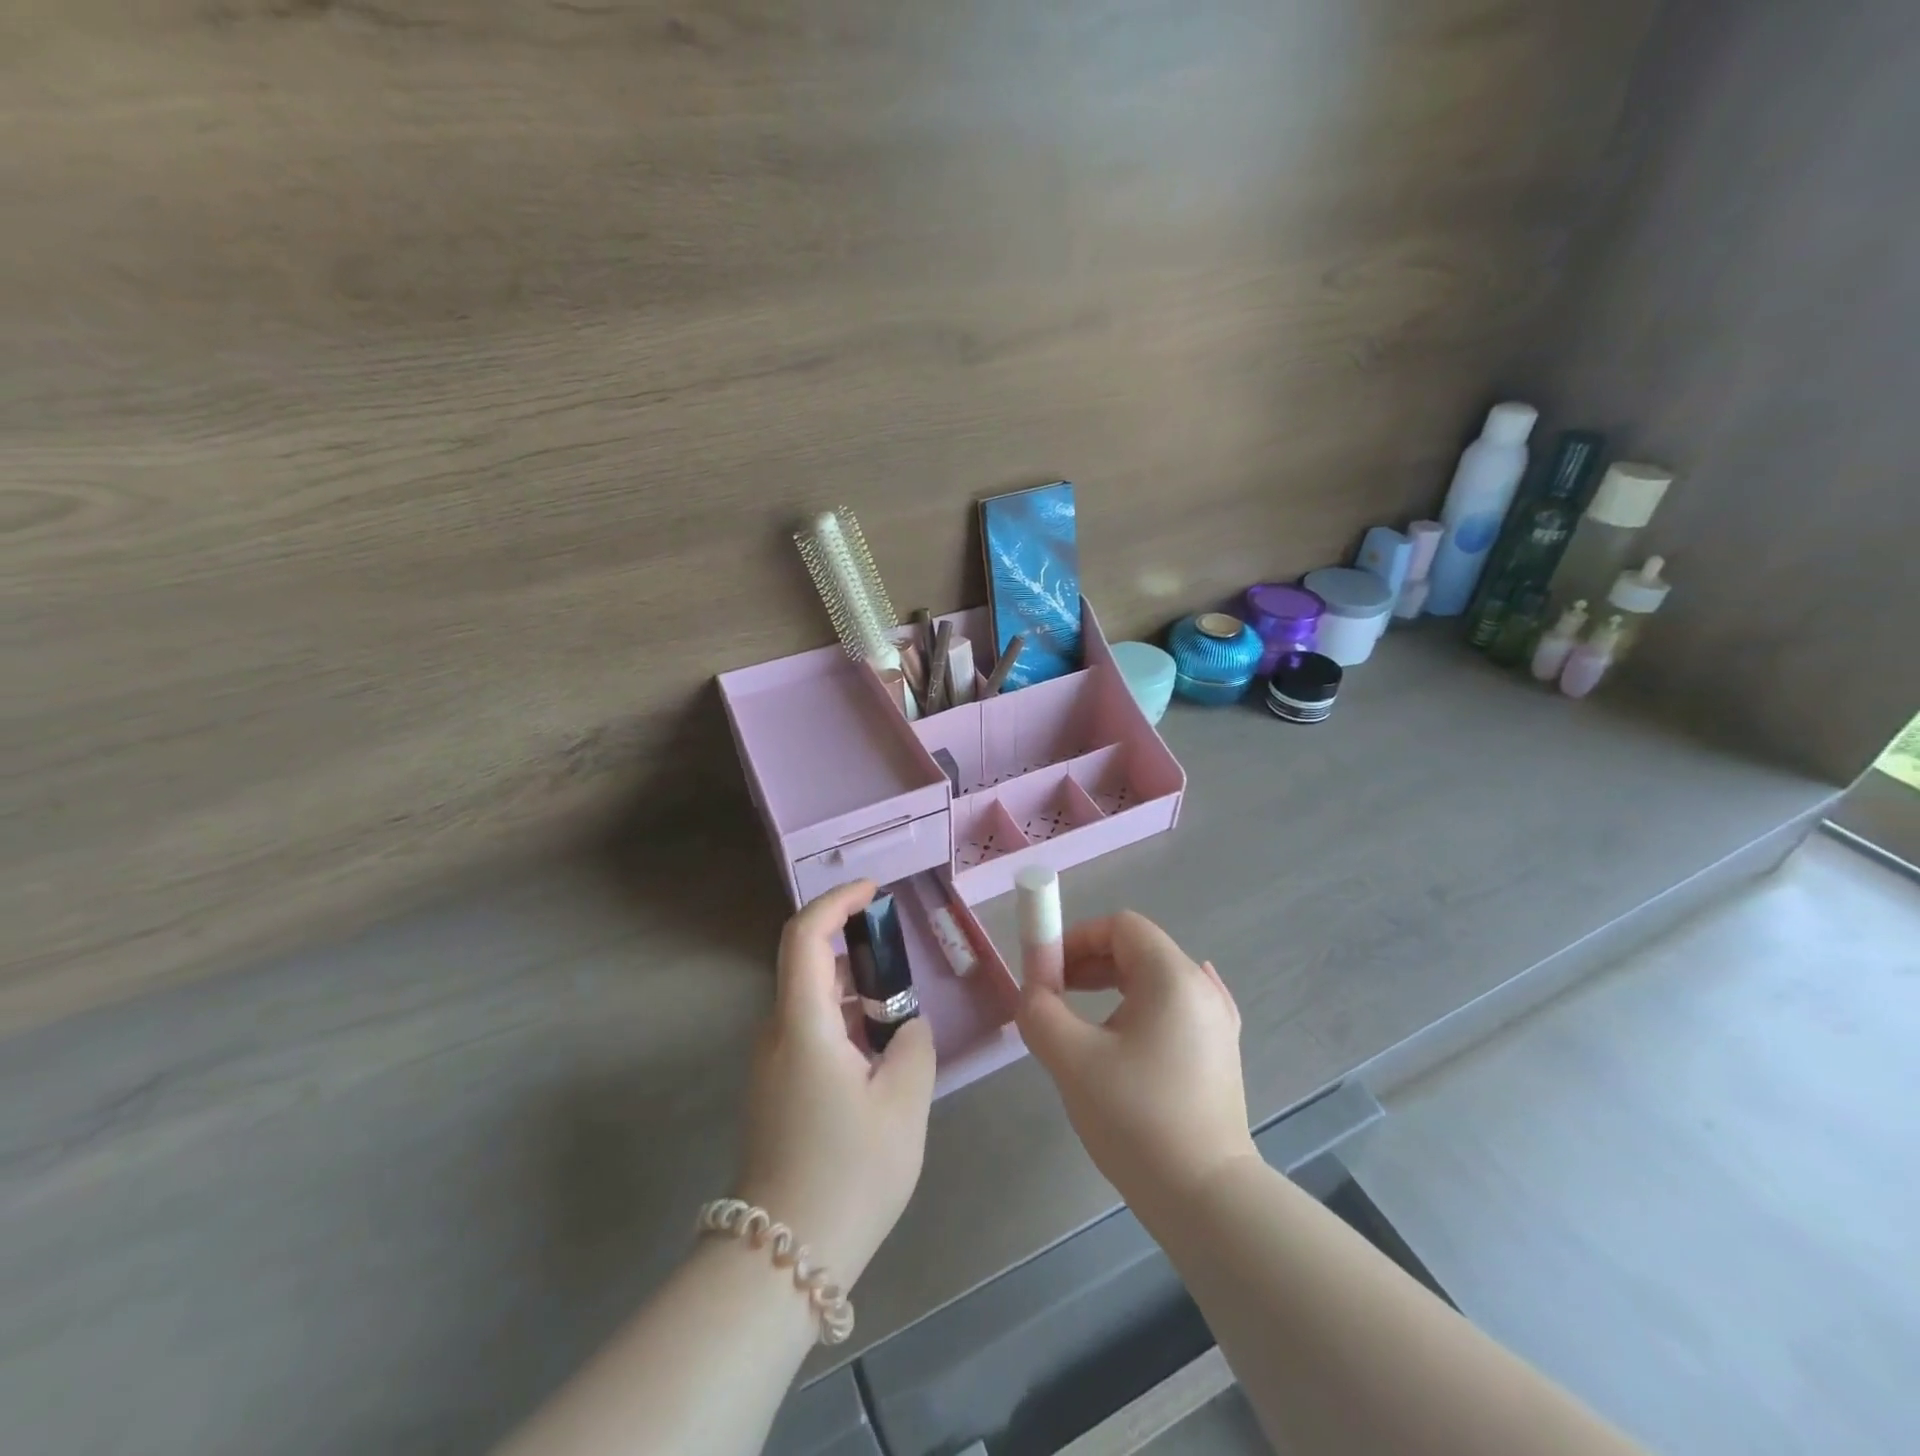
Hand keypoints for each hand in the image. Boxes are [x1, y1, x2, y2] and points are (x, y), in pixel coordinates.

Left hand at [735, 881, 936, 1287]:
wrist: (781, 1259)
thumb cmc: (848, 1174)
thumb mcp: (903, 1104)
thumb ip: (913, 1045)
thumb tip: (905, 1025)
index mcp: (802, 1025)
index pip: (803, 935)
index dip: (836, 902)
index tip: (873, 892)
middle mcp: (776, 1033)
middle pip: (807, 966)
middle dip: (853, 951)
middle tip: (900, 966)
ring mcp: (770, 1064)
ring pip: (810, 1003)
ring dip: (852, 994)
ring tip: (897, 1018)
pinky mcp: (774, 1091)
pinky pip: (808, 1034)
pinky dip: (843, 1025)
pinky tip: (876, 1058)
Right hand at [1017, 911, 1256, 1217]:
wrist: (1206, 1198)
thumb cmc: (1136, 1118)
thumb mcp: (1072, 1059)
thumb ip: (1040, 1010)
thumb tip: (1032, 991)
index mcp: (1171, 976)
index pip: (1120, 926)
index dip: (1076, 938)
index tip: (1047, 973)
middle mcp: (1201, 987)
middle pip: (1138, 949)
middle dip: (1089, 963)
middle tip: (1055, 996)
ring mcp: (1218, 1020)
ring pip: (1155, 980)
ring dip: (1112, 987)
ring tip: (1082, 1024)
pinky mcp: (1221, 1052)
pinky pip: (1175, 1009)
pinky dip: (1143, 1008)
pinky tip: (1134, 1025)